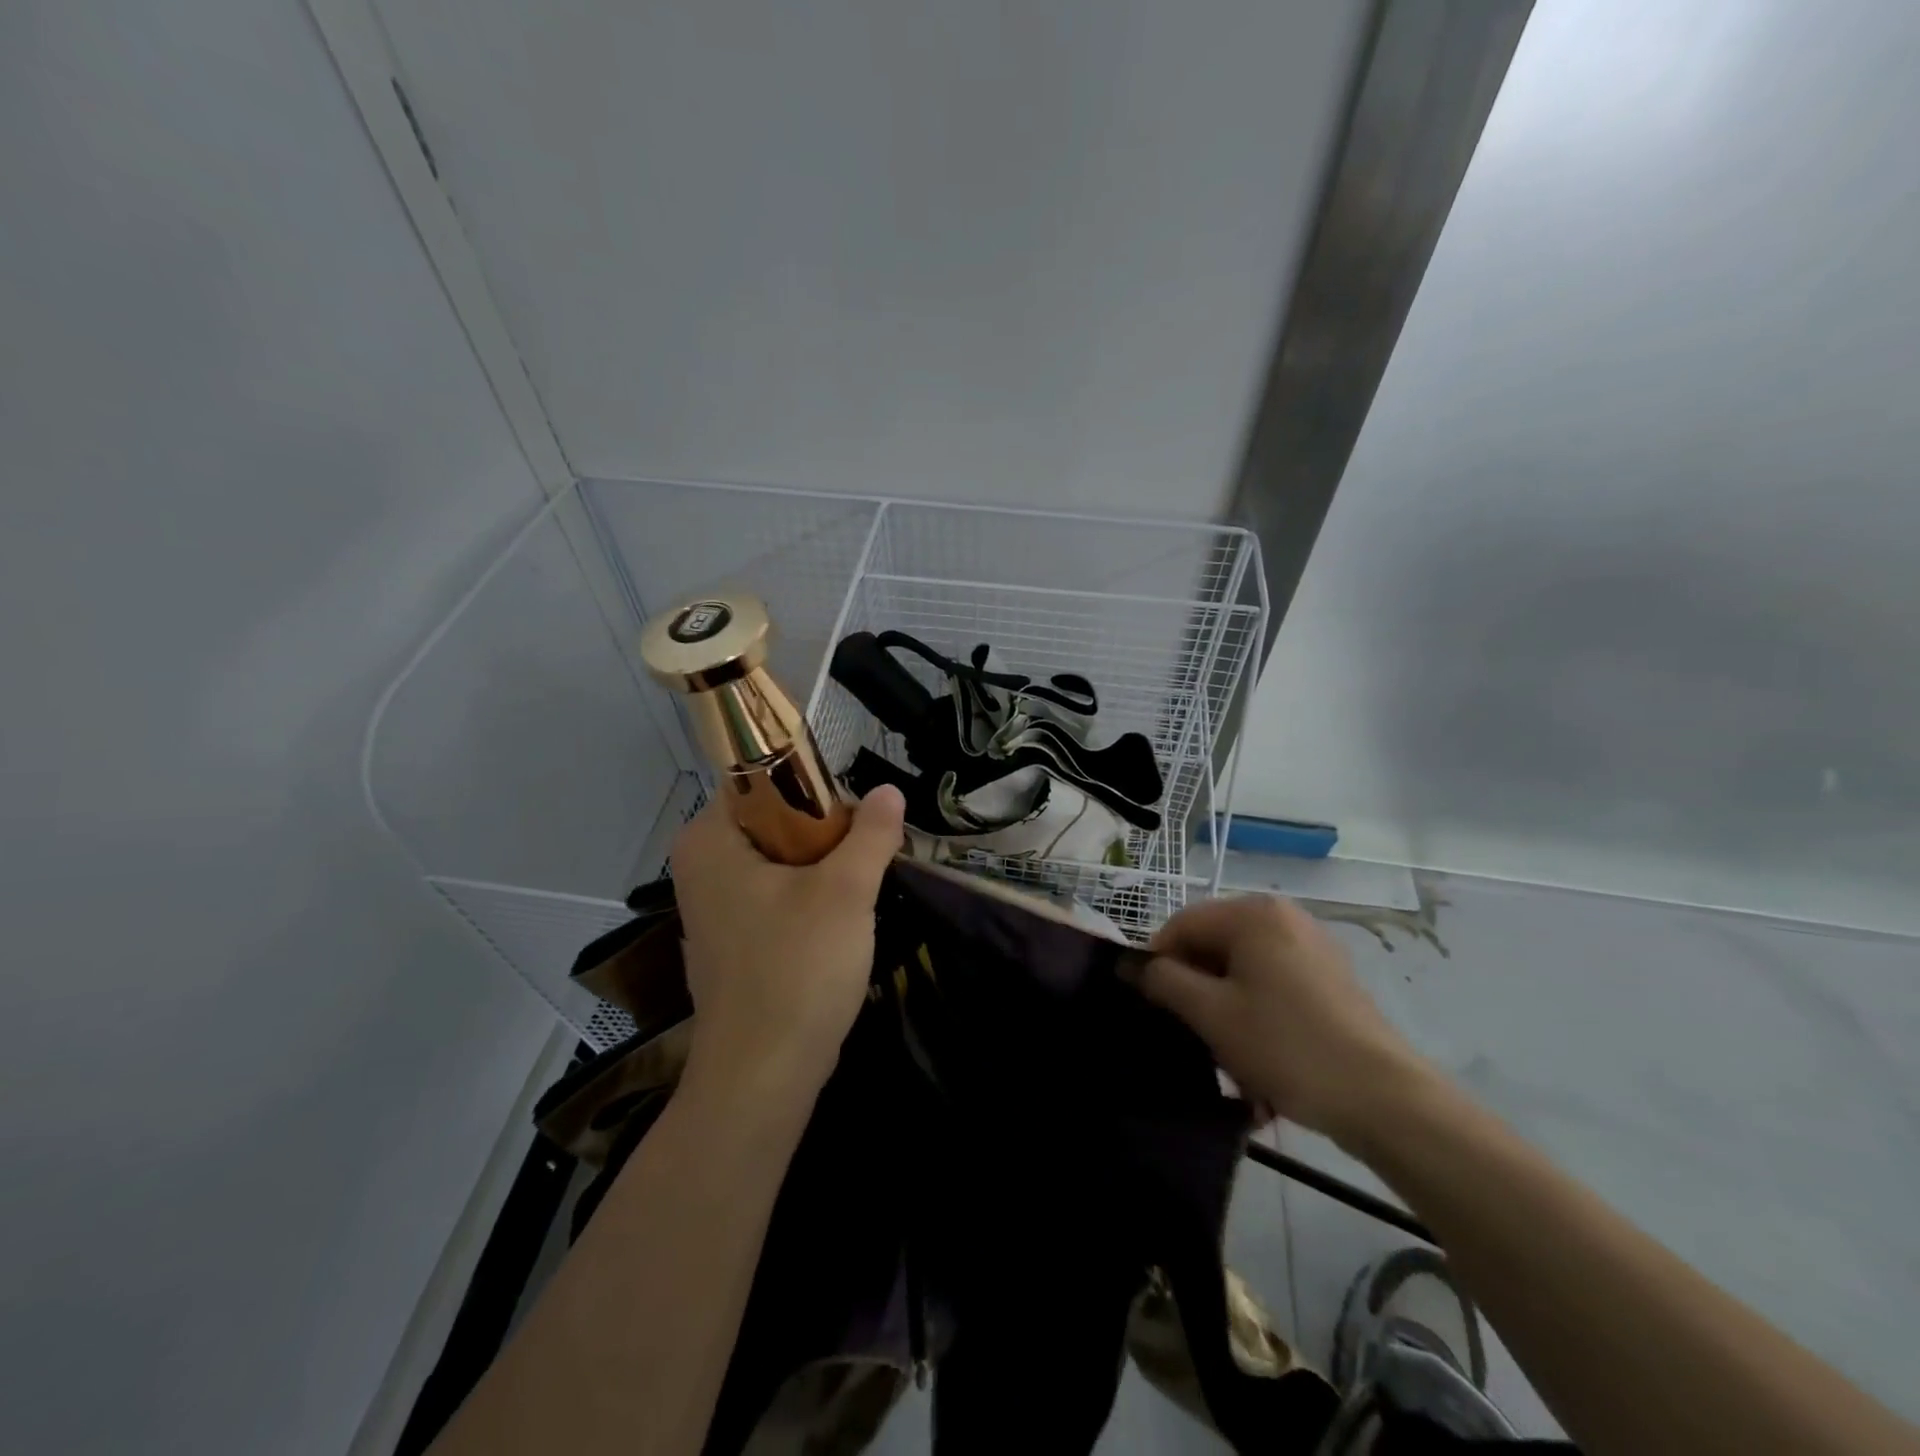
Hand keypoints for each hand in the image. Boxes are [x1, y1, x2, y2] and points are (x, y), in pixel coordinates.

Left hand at [670, 785, 905, 1105]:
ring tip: (867, 879)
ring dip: (827, 864)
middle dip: (830, 830)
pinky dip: (812, 896)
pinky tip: (845, 917)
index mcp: (710, 839)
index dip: (816, 783)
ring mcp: (716, 906)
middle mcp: (703, 866)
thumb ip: (871, 833)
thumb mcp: (846, 891)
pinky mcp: (735, 940)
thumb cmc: (797, 969)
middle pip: (776, 817)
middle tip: (872, 848)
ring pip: (783, 858)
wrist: (763, 1077)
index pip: (762, 776)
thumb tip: (890, 790)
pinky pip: (779, 895)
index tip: (860, 811)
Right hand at [1138, 895, 1430, 1145]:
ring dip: (1225, 1013)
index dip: (1158, 964)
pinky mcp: (1330, 979)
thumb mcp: (1211, 1014)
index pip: (1182, 925)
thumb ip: (1164, 980)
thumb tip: (1133, 965)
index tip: (1153, 1009)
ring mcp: (1311, 947)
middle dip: (1196, 993)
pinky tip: (1261, 1064)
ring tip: (1230, 1063)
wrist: (1385, 1100)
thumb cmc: (1287, 1046)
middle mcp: (1283, 917)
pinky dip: (1257, 1018)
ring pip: (1242, 972)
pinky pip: (1273, 987)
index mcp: (1253, 913)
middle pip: (1213, 947)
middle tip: (1193, 1040)